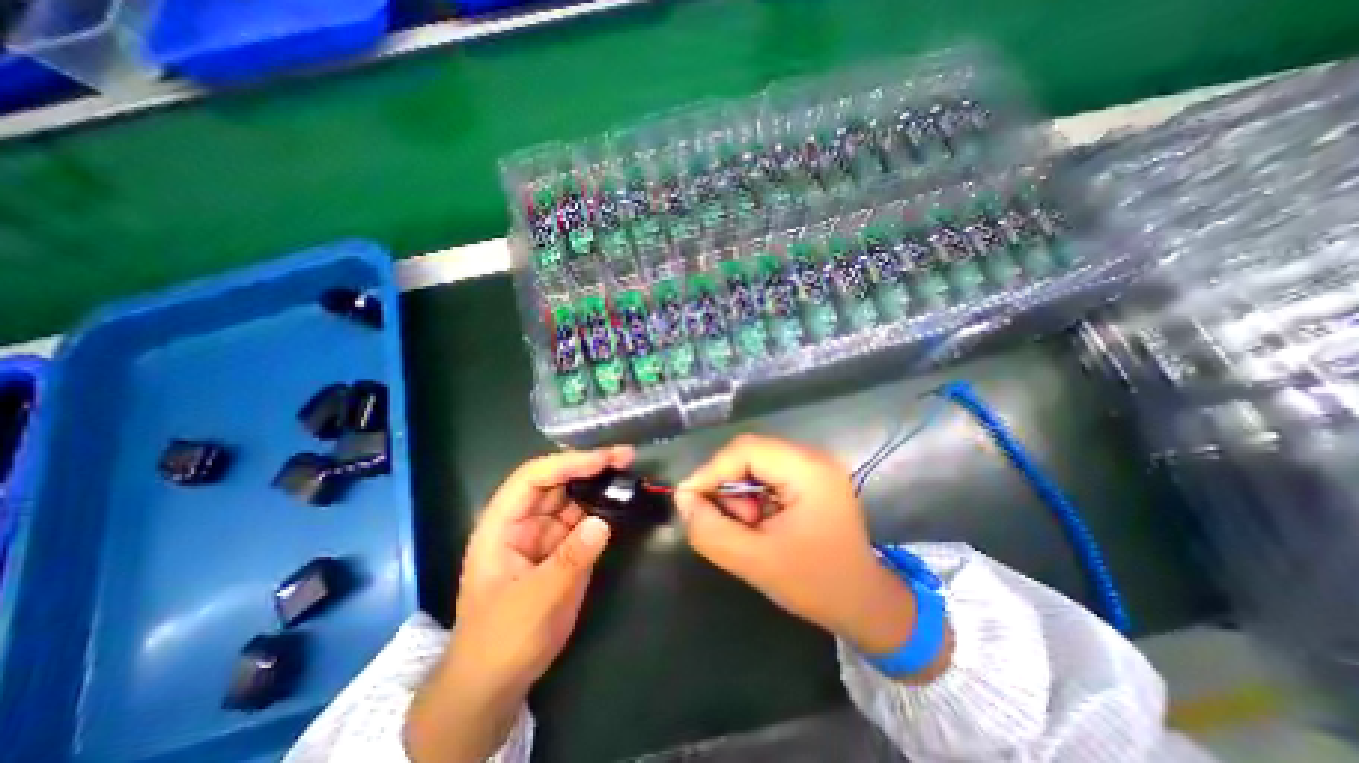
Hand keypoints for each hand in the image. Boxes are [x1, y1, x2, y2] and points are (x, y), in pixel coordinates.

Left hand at [405, 447, 633, 762]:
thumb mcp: (535, 602)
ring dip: (600, 483)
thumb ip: (569, 560)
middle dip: (590, 465)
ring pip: (574, 495)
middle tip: (626, 457)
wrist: (497, 683)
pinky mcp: (565, 546)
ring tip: (630, 472)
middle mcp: (524, 520)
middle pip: (557, 480)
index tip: (603, 460)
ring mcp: (546, 532)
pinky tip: (624, 500)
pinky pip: (586, 518)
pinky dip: (605, 507)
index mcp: (502, 524)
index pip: (533, 478)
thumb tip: (602, 522)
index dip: (567, 463)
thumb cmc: (502, 641)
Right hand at [678, 437, 922, 658]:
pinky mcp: (810, 478)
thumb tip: (683, 500)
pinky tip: (759, 523)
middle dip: (726, 485)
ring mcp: (813, 467)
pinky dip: (752, 496)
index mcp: (808, 470)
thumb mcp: (755, 562)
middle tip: (721, 518)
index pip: (746, 450)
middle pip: (750, 453)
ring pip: (755, 464)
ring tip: (747, 526)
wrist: (864, 604)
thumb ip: (711, 530)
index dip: (711, 471)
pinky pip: (767, 475)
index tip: (687, 499)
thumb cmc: (817, 585)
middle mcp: (813, 458)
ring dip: (739, 493)